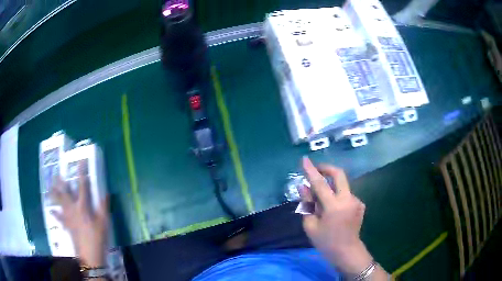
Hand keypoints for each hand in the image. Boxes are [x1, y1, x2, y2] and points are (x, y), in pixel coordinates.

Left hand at [51, 162, 108, 267]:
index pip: (82, 186)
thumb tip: (105, 193)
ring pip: (59, 203)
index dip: (82, 173)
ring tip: (49, 188)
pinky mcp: (67, 226)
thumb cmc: (98, 238)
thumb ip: (103, 207)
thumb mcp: (104, 223)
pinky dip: (55, 214)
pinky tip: (51, 211)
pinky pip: (59, 218)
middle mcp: (73, 209)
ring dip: (54, 195)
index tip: (80, 162)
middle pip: (65, 192)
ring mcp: (68, 217)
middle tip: (56, 174)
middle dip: (60, 182)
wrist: (90, 256)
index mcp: (83, 206)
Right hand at [301, 157, 385, 277]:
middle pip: (339, 174)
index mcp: (334, 206)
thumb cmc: (326, 242)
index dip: (311, 170)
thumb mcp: (311, 225)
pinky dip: (337, 195)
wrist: (347, 251)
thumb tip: (303, 187)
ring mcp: (356, 200)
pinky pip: (345, 194)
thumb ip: (308, 204)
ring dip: (331, 186)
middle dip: (327, 168)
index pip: (320, 183)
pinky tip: (332, 208)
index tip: (304, 159)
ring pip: (341, 185)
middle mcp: (348, 199)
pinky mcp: (360, 203)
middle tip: (316, 170)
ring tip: (321, 200)